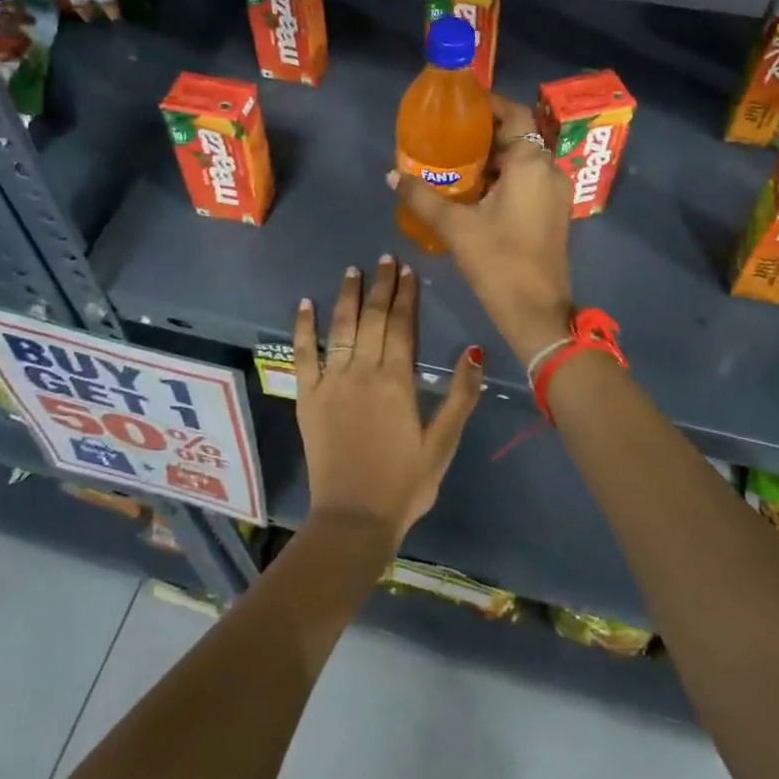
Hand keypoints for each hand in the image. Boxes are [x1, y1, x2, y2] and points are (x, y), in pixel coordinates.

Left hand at [293, 257, 483, 547]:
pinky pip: (303, 354)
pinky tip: (306, 304)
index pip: (402, 325)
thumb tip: (475, 350)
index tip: (407, 270)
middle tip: (385, 259)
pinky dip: (303, 327)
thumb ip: (460, 396)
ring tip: (353, 271)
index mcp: (397, 381)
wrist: (353, 519)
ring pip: (340, 328)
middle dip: (380, 286)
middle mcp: (362, 372)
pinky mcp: (307, 397)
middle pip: (373, 318)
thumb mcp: (443, 444)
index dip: (405, 295)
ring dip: (347, 296)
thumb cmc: (405, 483)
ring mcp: (331, 382)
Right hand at [391, 94, 574, 363]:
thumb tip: (392, 175)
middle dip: (484, 134)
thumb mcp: (455, 227)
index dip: (488, 105)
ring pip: (523, 161)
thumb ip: (422, 197)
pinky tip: (474, 192)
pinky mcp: (553, 214)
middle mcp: (549, 170)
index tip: (458, 107)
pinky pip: (528, 181)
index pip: (514, 114)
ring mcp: (555, 193)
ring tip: (454, 163)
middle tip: (447, 136)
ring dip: (493, 158)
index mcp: (531, 163)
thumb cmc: (498, 261)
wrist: (537, 311)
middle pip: (518, 136)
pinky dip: (504, 178)